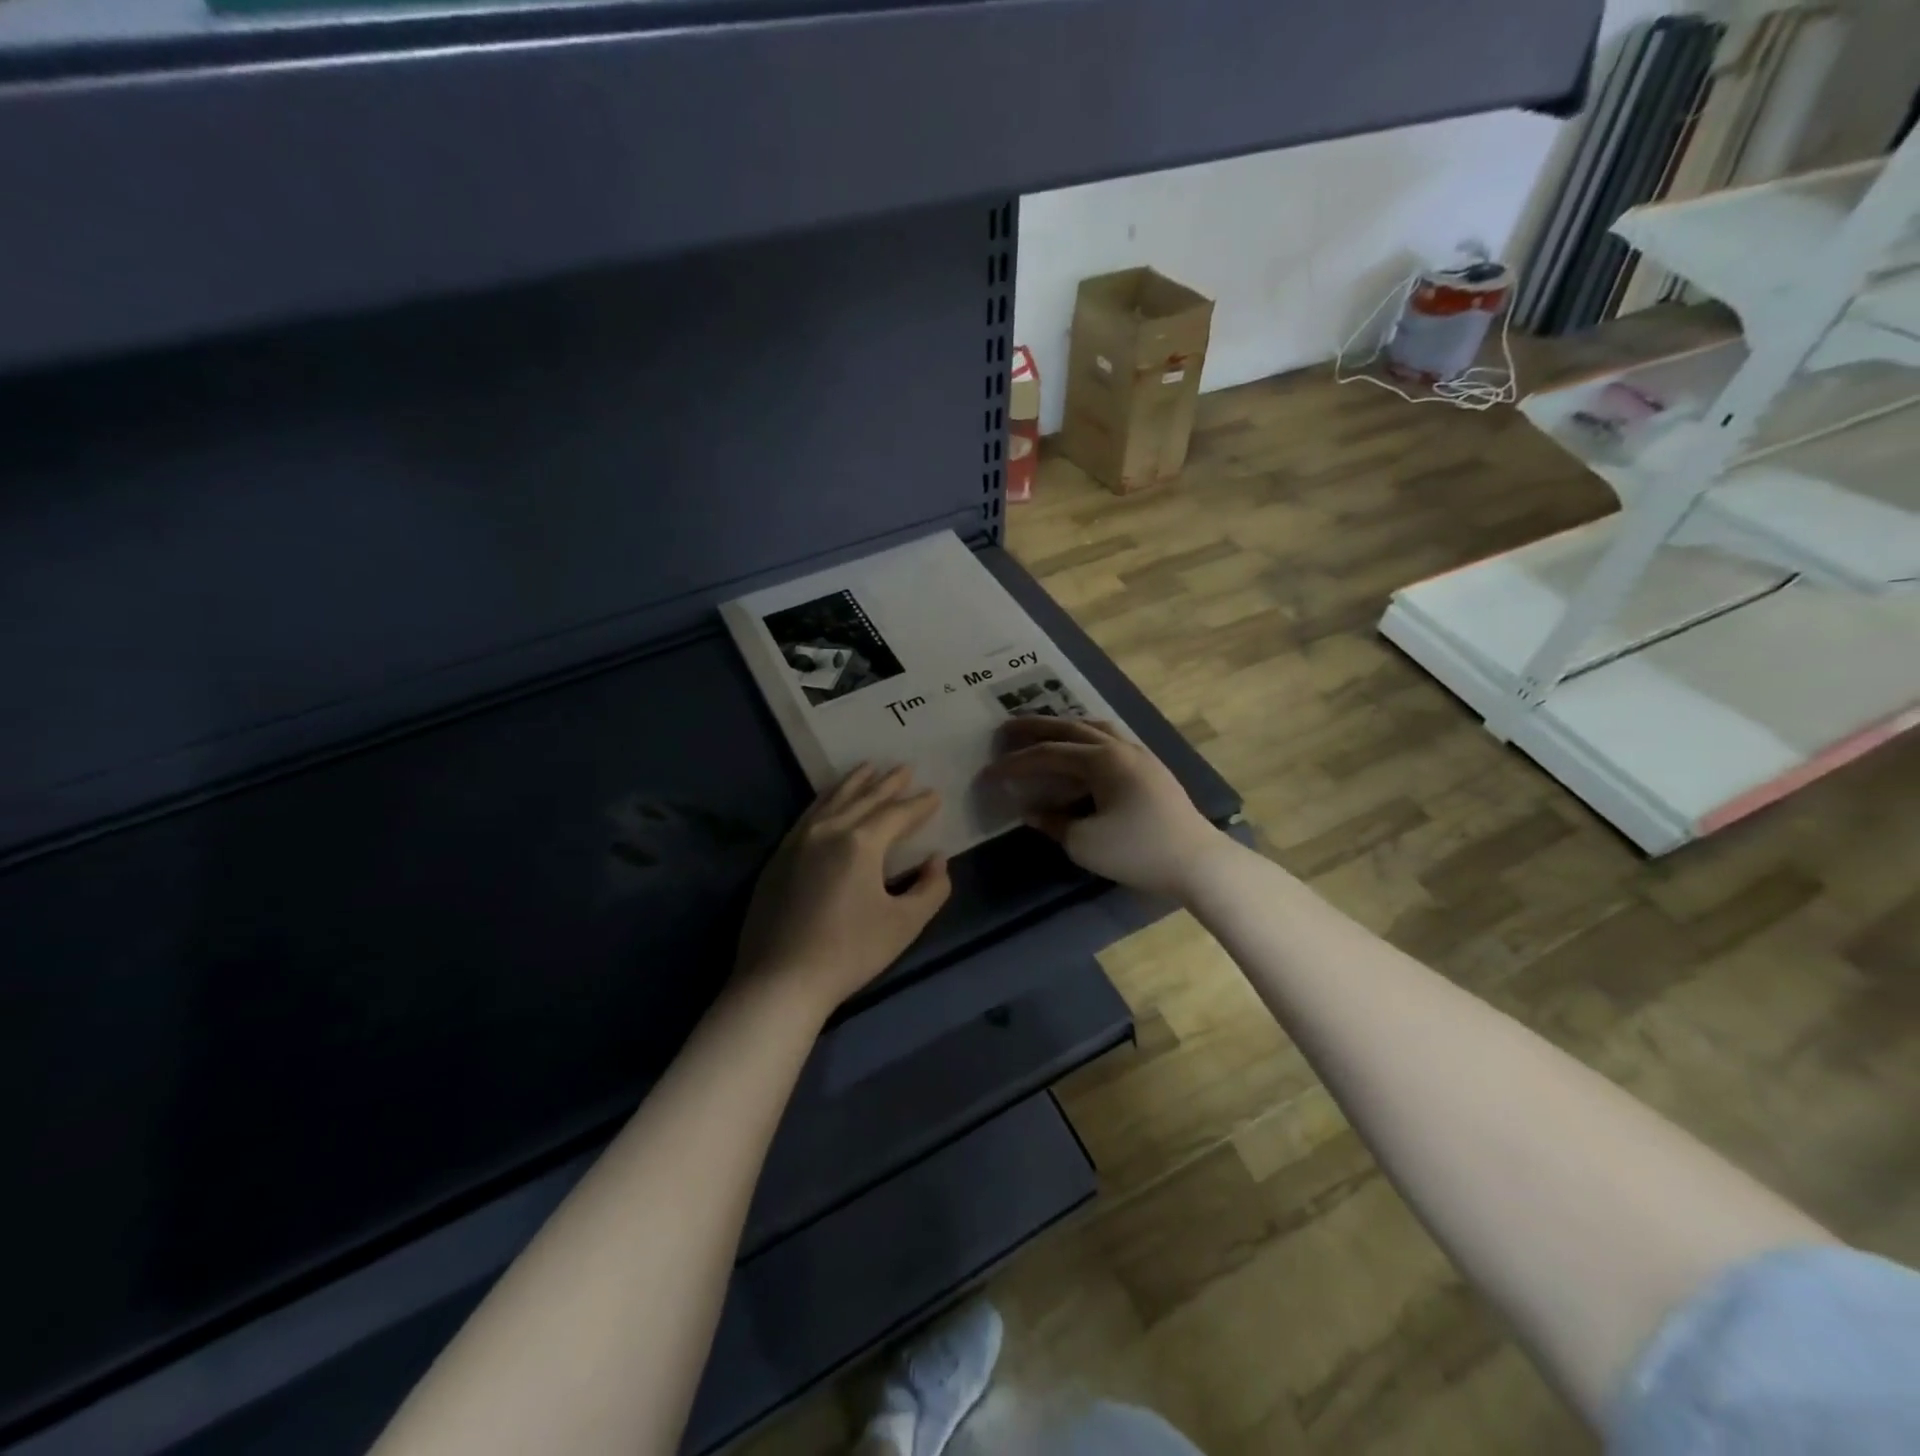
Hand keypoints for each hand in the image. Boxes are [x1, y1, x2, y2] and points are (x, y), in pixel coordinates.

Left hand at [736, 765, 952, 1017]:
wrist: (780, 980)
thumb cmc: (849, 952)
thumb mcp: (904, 924)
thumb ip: (931, 888)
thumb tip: (937, 860)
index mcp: (860, 843)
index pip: (896, 814)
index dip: (919, 804)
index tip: (934, 794)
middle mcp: (828, 830)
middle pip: (863, 798)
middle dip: (887, 783)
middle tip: (904, 767)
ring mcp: (798, 841)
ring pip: (831, 800)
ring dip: (853, 783)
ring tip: (867, 767)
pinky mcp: (779, 857)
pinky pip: (808, 815)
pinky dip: (825, 800)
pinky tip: (829, 801)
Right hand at [983, 718, 1223, 897]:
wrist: (1198, 861)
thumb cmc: (1138, 850)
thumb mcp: (1084, 842)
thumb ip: (1052, 822)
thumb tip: (1029, 810)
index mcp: (1101, 760)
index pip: (1047, 754)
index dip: (1014, 764)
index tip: (987, 773)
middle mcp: (1119, 747)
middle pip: (1069, 727)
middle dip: (1034, 728)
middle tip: (1005, 729)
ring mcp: (1139, 754)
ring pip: (1094, 727)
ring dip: (1064, 727)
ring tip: (1043, 732)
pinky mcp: (1150, 768)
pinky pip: (1110, 739)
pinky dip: (1086, 738)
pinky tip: (1082, 751)